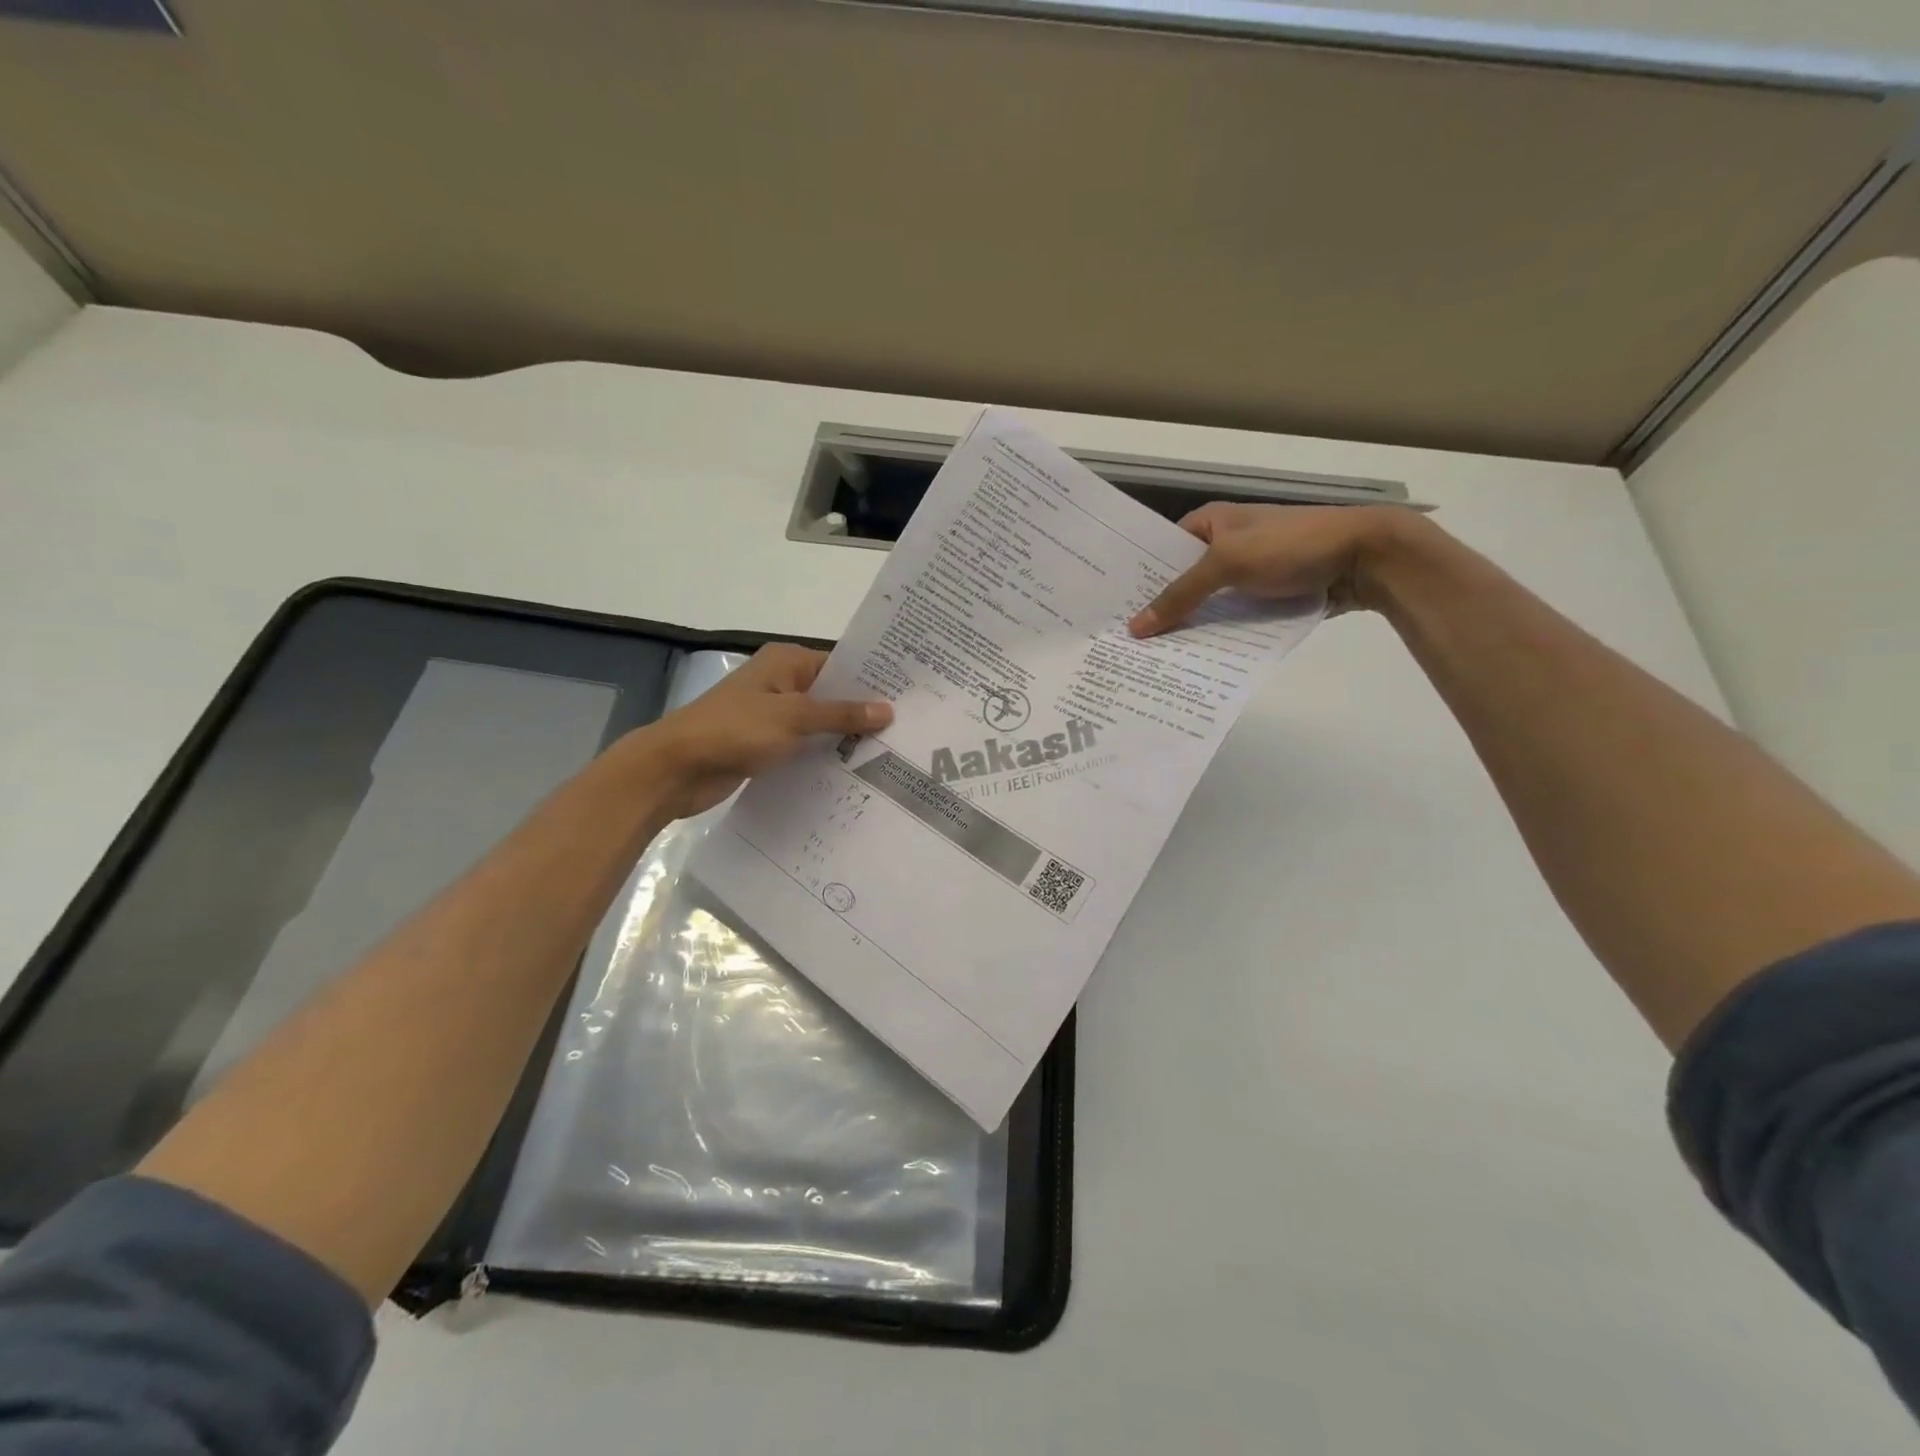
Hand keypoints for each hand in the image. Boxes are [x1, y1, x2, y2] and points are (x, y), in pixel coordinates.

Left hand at [636, 644, 891, 818]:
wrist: (676, 768)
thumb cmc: (734, 729)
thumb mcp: (793, 717)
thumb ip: (841, 714)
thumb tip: (888, 710)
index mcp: (786, 663)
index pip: (840, 665)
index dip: (872, 681)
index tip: (909, 697)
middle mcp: (781, 684)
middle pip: (832, 695)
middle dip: (863, 713)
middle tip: (909, 730)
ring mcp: (772, 717)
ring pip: (819, 725)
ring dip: (844, 739)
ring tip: (892, 754)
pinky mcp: (765, 746)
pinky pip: (804, 748)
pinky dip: (823, 757)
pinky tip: (854, 774)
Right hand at [1127, 503, 1417, 636]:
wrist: (1365, 558)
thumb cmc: (1290, 546)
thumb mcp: (1228, 564)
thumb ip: (1180, 596)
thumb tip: (1135, 628)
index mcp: (1209, 523)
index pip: (1160, 552)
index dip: (1137, 580)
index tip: (1111, 612)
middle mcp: (1224, 546)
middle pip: (1182, 582)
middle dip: (1160, 610)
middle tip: (1123, 644)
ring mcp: (1247, 574)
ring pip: (1207, 605)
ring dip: (1188, 627)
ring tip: (1151, 659)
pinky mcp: (1267, 598)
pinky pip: (1232, 619)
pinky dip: (1218, 636)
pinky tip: (1195, 660)